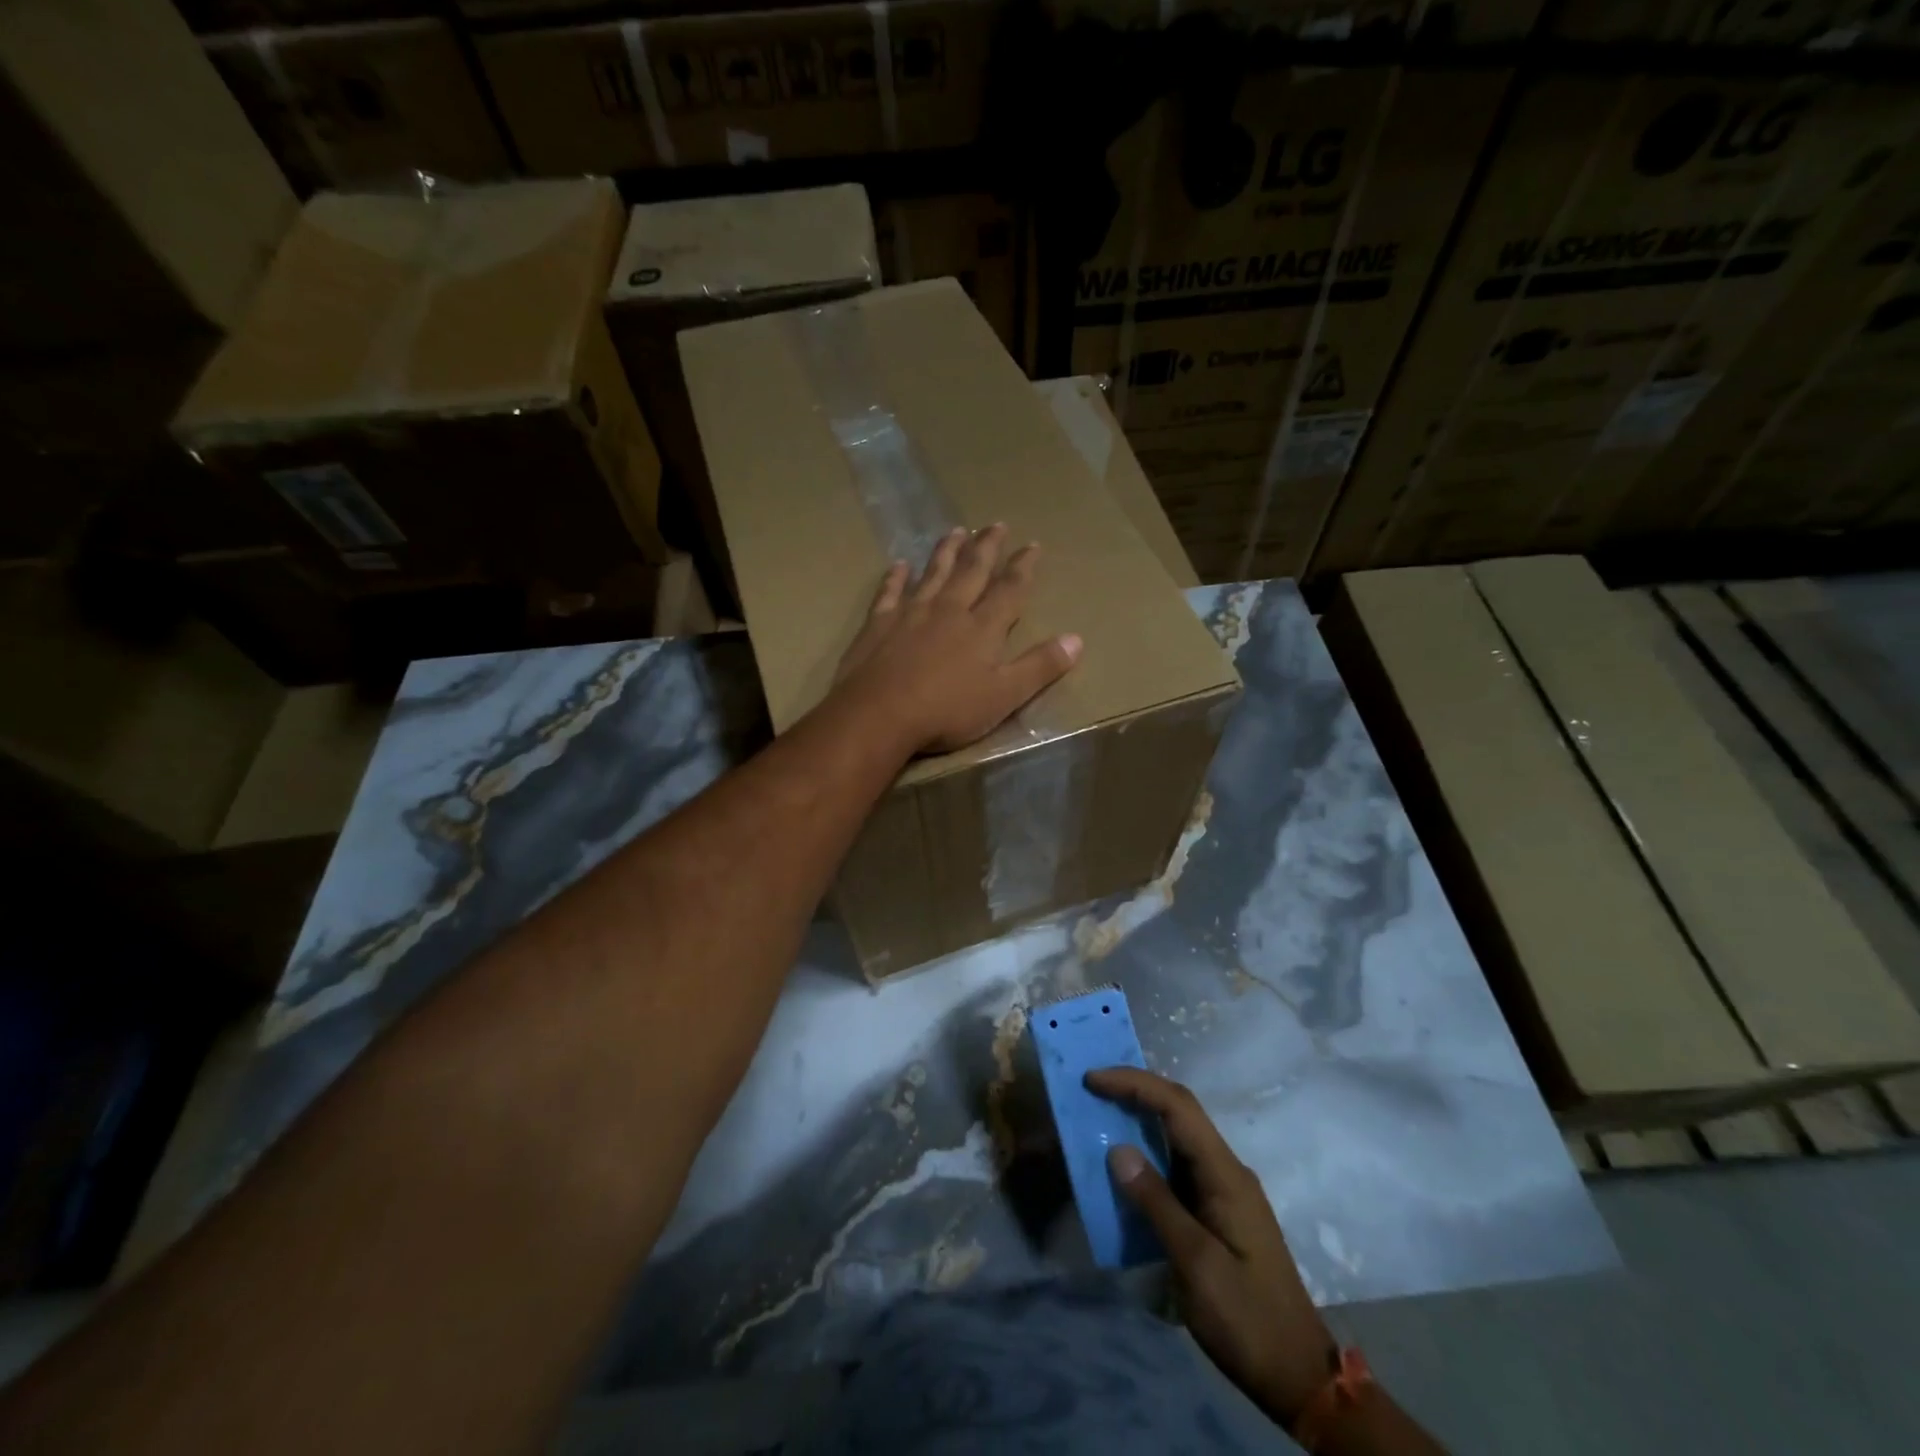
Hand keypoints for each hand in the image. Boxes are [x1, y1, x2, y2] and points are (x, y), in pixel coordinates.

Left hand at [833, 524, 1080, 754]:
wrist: (879, 715)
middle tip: (995, 524)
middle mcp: (949, 610)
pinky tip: (899, 565)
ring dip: (946, 552)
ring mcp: (910, 613)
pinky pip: (889, 592)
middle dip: (986, 547)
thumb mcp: (1004, 696)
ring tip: (956, 531)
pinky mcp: (878, 624)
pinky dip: (895, 577)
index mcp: (982, 628)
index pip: (1009, 590)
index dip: (1023, 567)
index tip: (1033, 545)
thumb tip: (1077, 639)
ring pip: (933, 574)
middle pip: (971, 571)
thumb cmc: (947, 711)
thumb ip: (1039, 667)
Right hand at [1086, 1067, 1335, 1425]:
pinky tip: (1126, 1166)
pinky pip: (1178, 1166)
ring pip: (1178, 1136)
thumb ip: (1156, 1203)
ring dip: (1140, 1118)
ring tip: (1100, 1114)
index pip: (1177, 1106)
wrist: (1299, 1378)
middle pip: (1179, 1111)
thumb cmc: (1247, 1320)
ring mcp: (1225, 1191)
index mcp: (1226, 1174)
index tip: (1092, 1080)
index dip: (1134, 1084)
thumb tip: (1117, 1149)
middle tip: (1092, 1087)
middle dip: (1135, 1090)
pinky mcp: (1218, 1211)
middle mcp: (1227, 1171)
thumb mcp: (1196, 1265)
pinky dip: (1148, 1154)